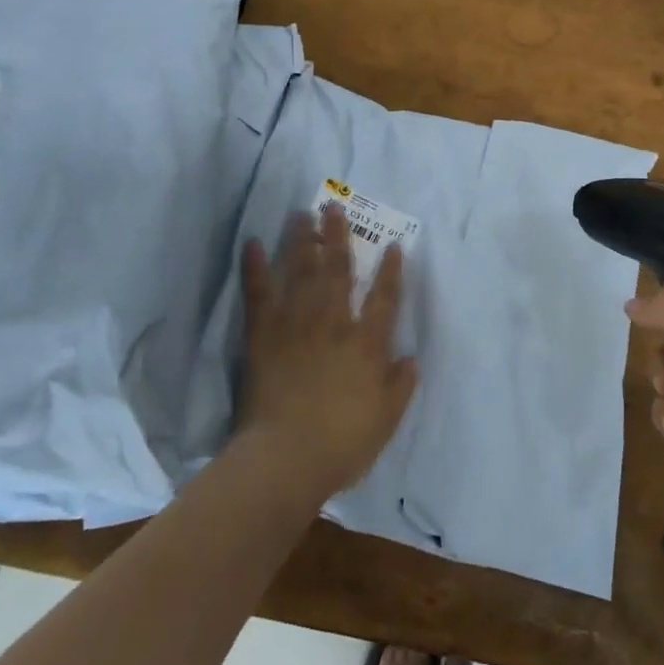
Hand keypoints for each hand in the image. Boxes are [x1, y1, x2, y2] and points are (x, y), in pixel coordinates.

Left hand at [237, 204, 417, 497]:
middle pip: (339, 270)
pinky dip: (255, 268)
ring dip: (303, 240)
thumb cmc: (341, 442)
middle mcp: (334, 322)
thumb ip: (400, 386)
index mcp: (367, 343)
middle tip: (334, 206)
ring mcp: (297, 324)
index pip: (385, 298)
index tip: (393, 245)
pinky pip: (259, 294)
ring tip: (303, 214)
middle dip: (339, 236)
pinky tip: (253, 244)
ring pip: (302, 271)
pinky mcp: (264, 335)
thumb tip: (410, 358)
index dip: (391, 270)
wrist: (285, 458)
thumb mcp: (386, 419)